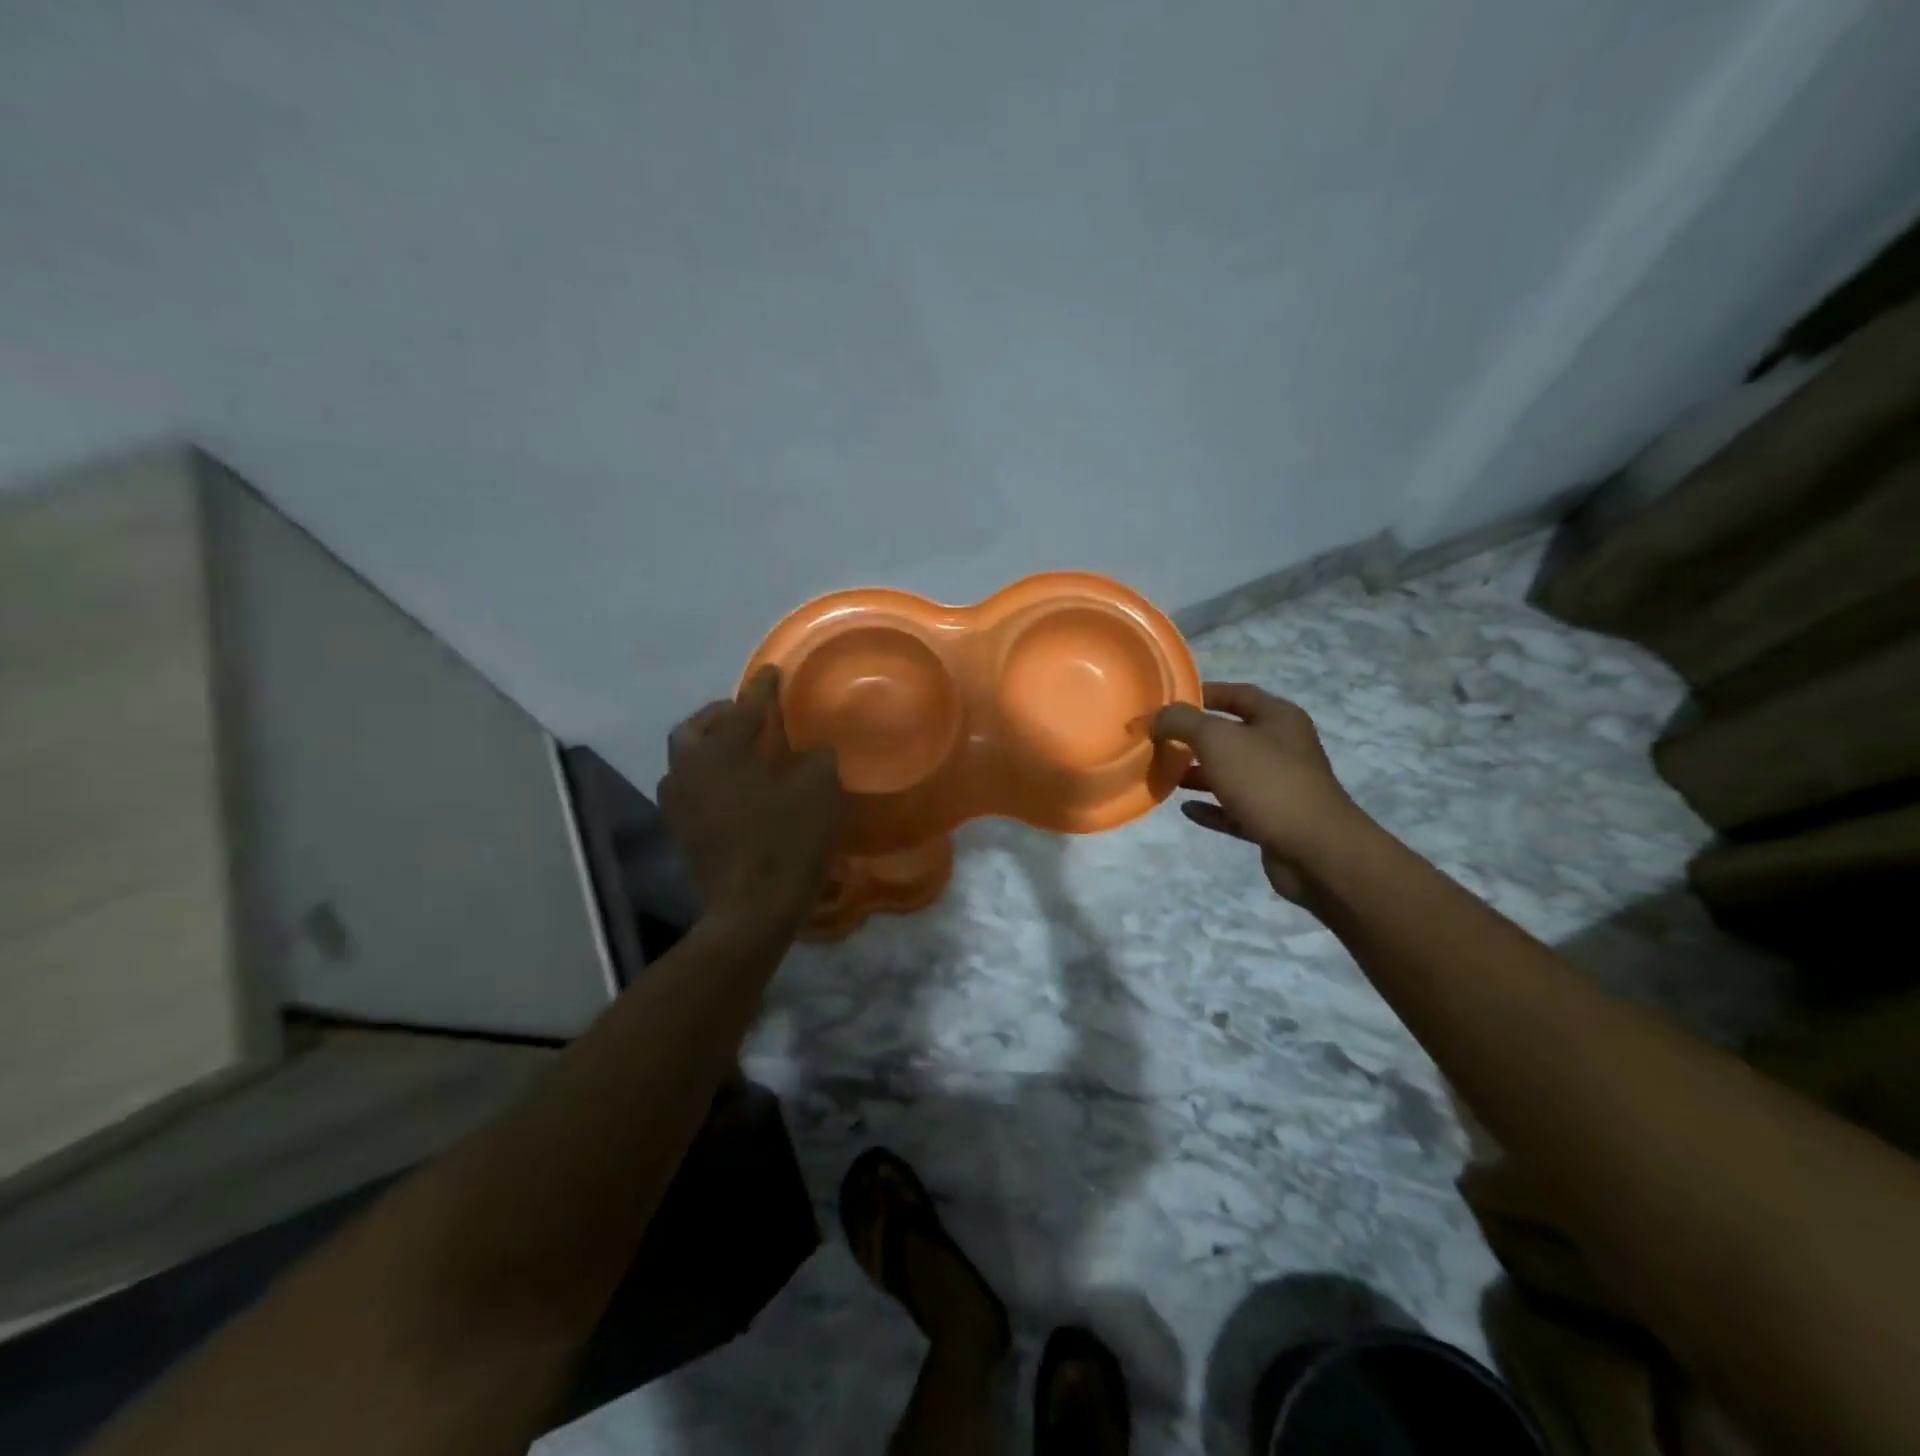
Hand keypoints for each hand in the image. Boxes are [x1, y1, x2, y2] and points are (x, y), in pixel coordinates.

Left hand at [658, 667, 844, 929]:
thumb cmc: (784, 843)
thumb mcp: (818, 792)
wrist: (750, 911)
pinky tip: (736, 789)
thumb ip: (817, 760)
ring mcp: (680, 807)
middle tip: (746, 714)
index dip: (762, 689)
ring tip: (739, 751)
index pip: (744, 709)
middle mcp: (689, 772)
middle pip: (694, 730)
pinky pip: (690, 790)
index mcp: (720, 754)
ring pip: (685, 761)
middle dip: (719, 715)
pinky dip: (709, 778)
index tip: (773, 672)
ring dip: (709, 747)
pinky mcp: (683, 835)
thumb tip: (814, 751)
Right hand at [1151, 683, 1362, 900]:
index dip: (1202, 693)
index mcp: (1278, 718)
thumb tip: (1157, 717)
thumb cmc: (1266, 781)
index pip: (1237, 694)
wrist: (1315, 849)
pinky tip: (1186, 810)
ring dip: (1198, 774)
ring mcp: (1279, 786)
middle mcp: (1282, 747)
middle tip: (1159, 741)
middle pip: (1232, 735)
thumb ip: (1182, 722)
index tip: (1168, 702)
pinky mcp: (1272, 821)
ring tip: (1164, 775)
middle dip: (1194, 738)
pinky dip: (1210, 807)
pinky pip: (1234, 809)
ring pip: (1231, 773)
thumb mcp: (1217, 740)